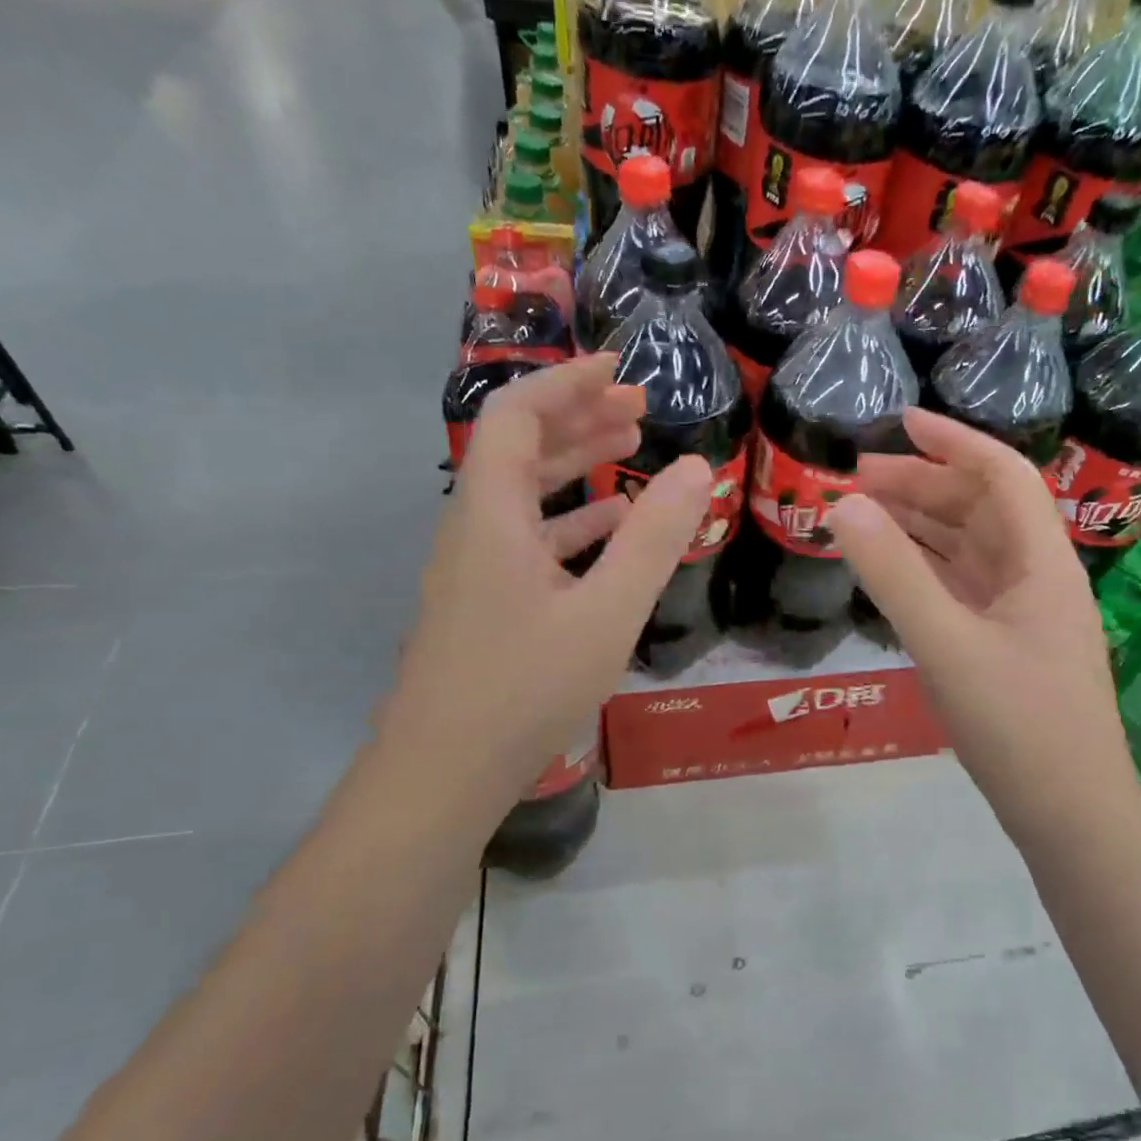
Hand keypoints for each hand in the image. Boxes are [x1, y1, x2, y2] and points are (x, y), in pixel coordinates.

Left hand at [386, 354, 710, 789]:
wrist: (444, 772)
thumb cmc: (525, 687)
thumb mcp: (607, 612)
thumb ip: (653, 540)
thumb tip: (696, 468)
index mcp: (491, 514)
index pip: (517, 415)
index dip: (567, 383)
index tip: (619, 368)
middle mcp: (474, 529)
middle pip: (519, 448)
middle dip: (579, 419)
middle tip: (640, 409)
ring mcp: (475, 570)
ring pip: (525, 497)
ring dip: (575, 468)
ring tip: (631, 453)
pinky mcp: (484, 605)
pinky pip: (529, 542)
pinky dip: (570, 524)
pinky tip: (610, 532)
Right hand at [826, 409, 1133, 850]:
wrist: (1068, 812)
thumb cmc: (1018, 724)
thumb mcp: (948, 645)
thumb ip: (894, 575)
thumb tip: (844, 506)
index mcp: (1042, 562)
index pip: (1002, 475)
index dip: (954, 441)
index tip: (901, 421)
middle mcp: (1037, 577)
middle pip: (981, 510)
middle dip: (923, 485)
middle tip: (856, 479)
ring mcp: (1022, 615)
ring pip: (969, 551)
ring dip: (921, 527)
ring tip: (864, 514)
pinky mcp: (1006, 647)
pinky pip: (963, 590)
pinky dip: (926, 571)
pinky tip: (892, 569)